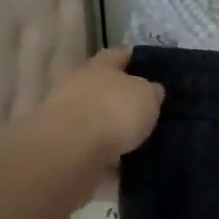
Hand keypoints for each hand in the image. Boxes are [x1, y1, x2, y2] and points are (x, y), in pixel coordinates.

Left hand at [35, 48, 164, 167]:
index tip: (150, 66)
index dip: (133, 59)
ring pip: (98, 120)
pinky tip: (127, 163)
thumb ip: (151, 91)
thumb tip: (152, 90)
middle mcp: (80, 87)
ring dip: (114, 129)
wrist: (70, 152)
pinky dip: (108, 156)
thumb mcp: (147, 95)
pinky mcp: (66, 150)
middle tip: (148, 107)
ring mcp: (68, 120)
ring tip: (141, 140)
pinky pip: (94, 150)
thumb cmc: (113, 110)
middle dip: (122, 96)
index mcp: (100, 67)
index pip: (118, 55)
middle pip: (104, 88)